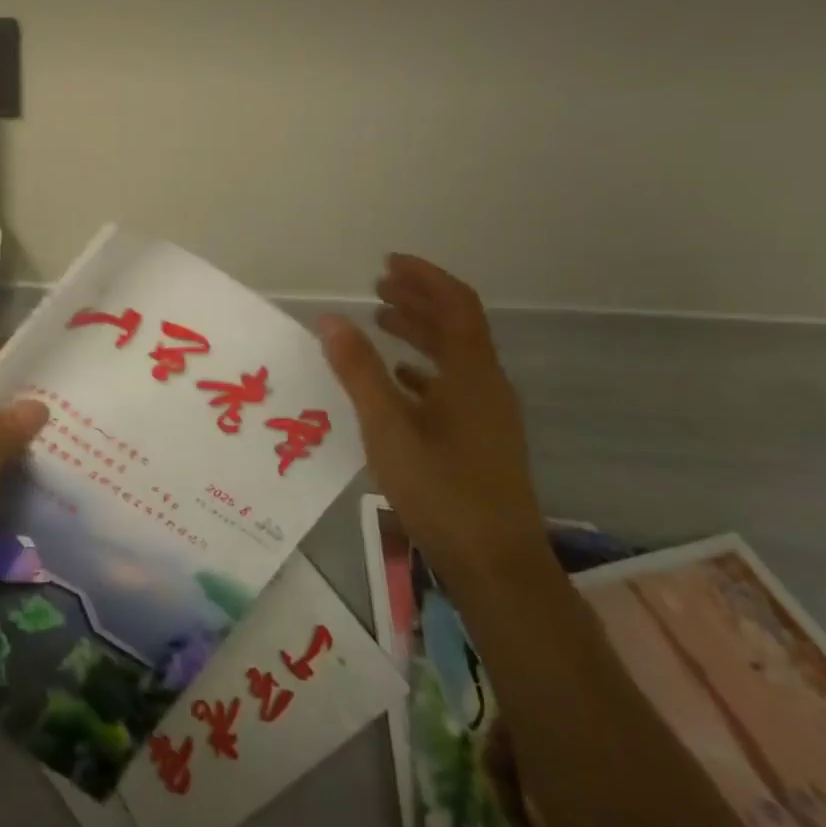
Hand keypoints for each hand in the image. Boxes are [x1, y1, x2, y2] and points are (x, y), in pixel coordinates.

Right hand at [318, 255, 550, 599]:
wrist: (495, 563)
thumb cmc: (441, 489)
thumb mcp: (388, 427)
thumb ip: (358, 371)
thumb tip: (330, 318)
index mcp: (471, 374)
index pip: (456, 305)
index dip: (425, 277)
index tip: (387, 262)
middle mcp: (485, 385)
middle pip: (456, 327)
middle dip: (417, 300)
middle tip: (377, 286)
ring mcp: (486, 414)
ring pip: (453, 357)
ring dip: (418, 333)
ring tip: (379, 322)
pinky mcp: (480, 439)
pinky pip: (450, 386)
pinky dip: (421, 370)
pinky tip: (397, 379)